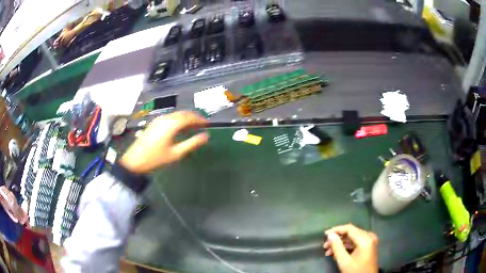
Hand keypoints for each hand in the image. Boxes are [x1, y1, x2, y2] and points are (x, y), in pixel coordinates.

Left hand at [120, 112, 208, 173]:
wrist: (134, 161)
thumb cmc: (156, 159)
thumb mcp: (176, 154)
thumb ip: (192, 143)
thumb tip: (206, 136)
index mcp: (171, 124)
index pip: (189, 117)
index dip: (200, 119)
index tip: (207, 124)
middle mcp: (165, 118)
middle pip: (183, 114)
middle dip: (193, 118)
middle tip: (201, 125)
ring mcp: (158, 120)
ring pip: (176, 115)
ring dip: (185, 119)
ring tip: (192, 128)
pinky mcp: (154, 123)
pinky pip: (169, 118)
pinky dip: (177, 121)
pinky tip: (179, 129)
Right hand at [323, 224, 378, 272]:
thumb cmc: (356, 271)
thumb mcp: (344, 261)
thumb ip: (337, 247)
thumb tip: (330, 235)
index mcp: (365, 239)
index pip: (349, 229)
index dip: (336, 230)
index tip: (325, 234)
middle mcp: (369, 237)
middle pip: (351, 233)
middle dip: (337, 239)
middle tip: (325, 245)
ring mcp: (370, 241)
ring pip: (352, 238)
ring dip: (340, 244)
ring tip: (328, 251)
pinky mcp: (369, 246)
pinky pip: (356, 243)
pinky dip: (346, 247)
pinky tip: (337, 253)